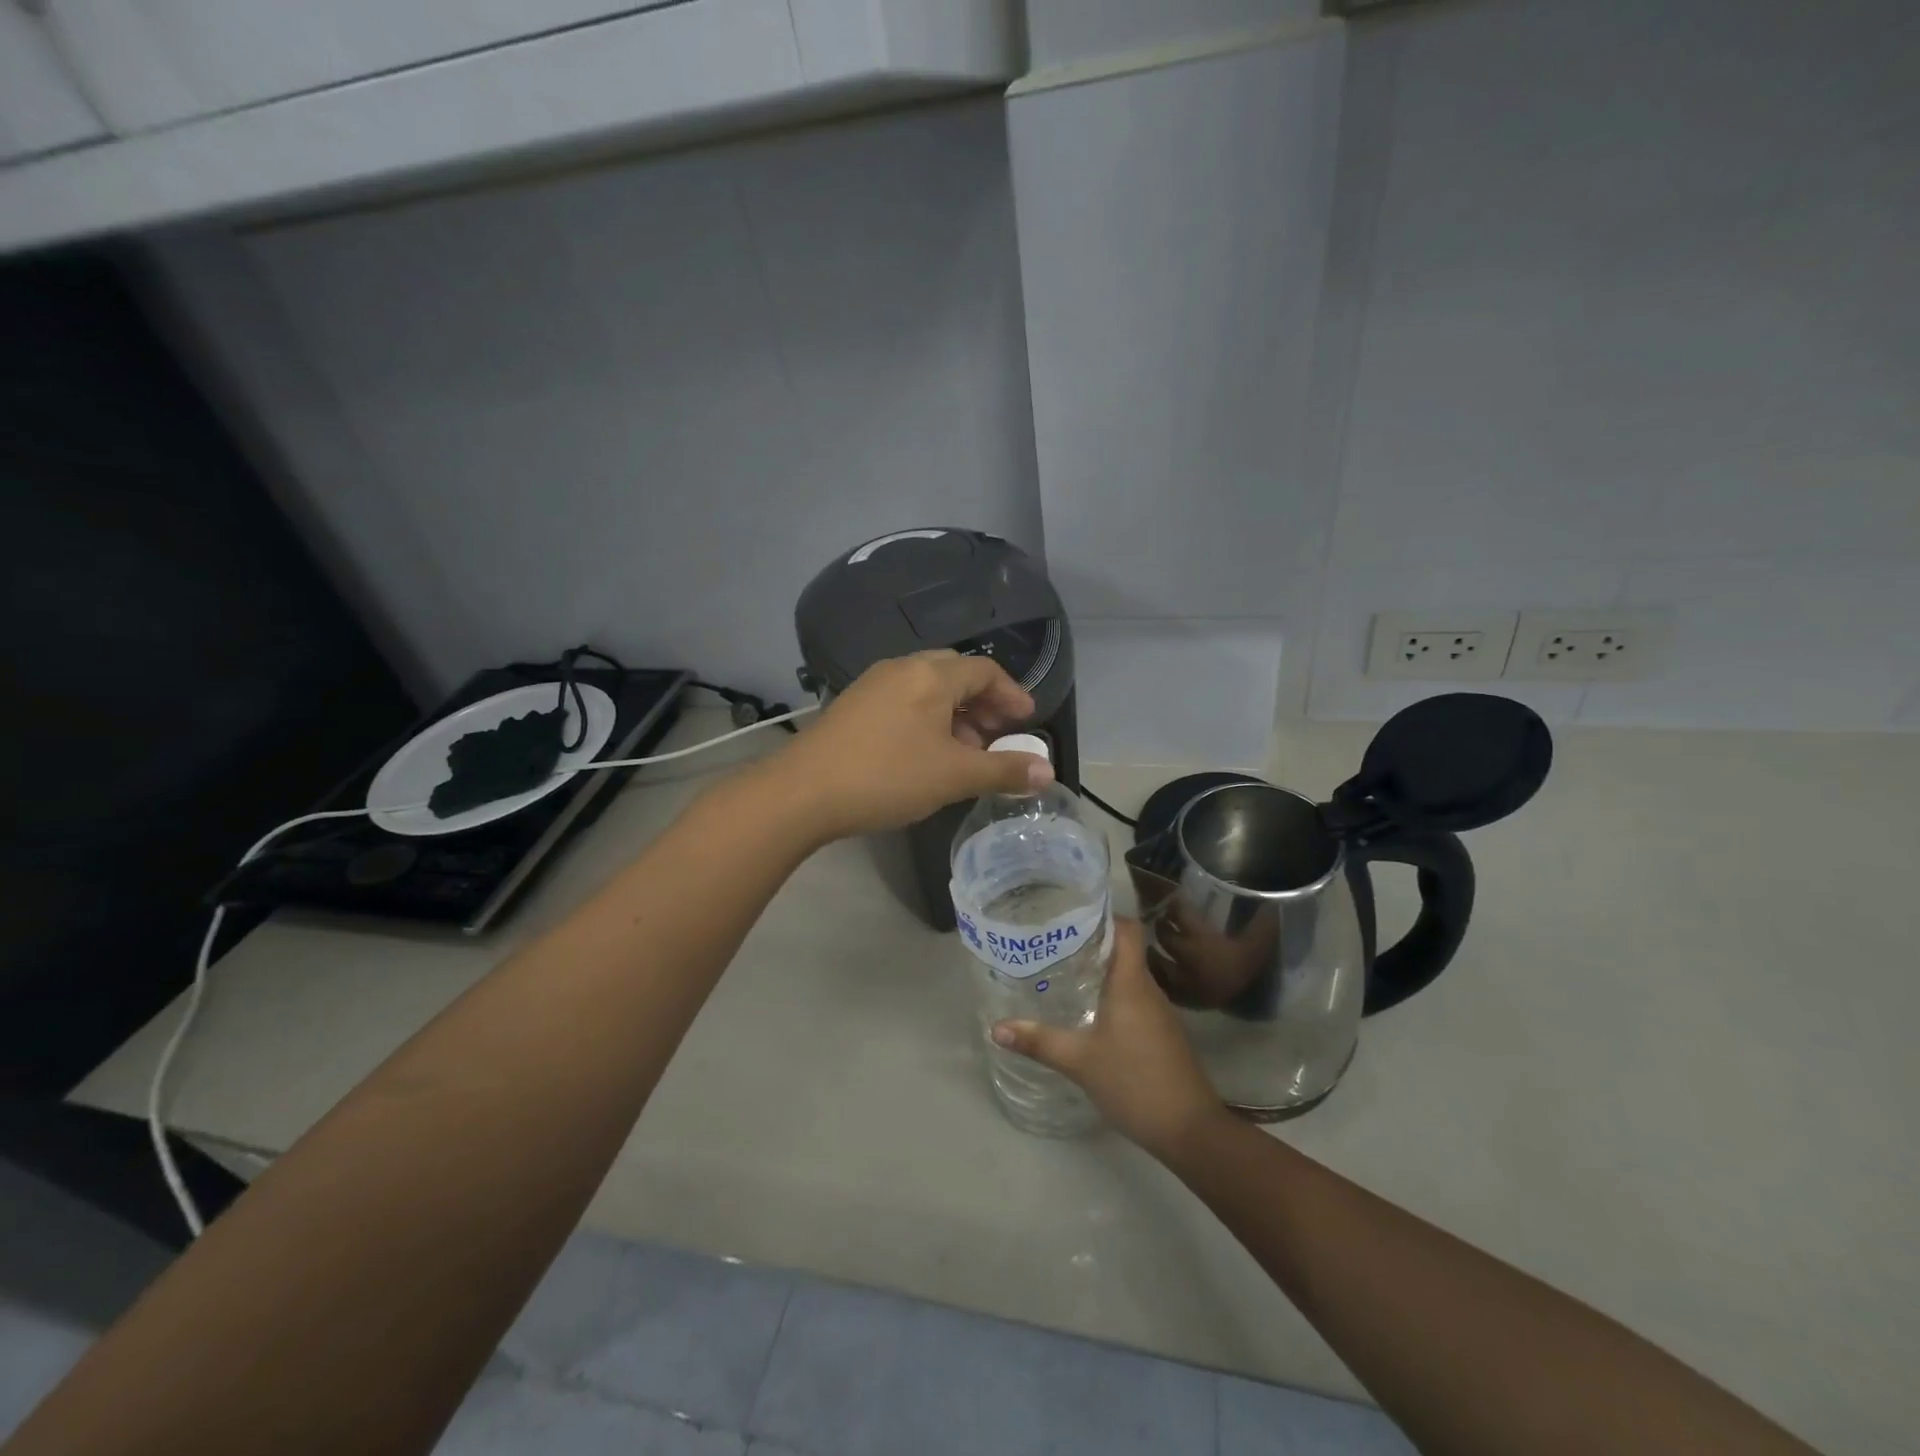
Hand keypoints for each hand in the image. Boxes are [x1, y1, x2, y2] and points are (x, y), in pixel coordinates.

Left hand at [765, 651, 1052, 842]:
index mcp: (931, 674)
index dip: (1012, 695)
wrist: (802, 792)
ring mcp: (872, 685)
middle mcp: (902, 668)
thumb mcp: (954, 776)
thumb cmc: (887, 776)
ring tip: (965, 752)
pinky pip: (903, 702)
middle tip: (998, 736)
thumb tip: (1048, 772)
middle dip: (983, 704)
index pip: (985, 671)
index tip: (1027, 722)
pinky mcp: (852, 706)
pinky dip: (926, 720)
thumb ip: (1004, 771)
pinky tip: (925, 755)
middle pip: (955, 675)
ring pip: (927, 689)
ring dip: (954, 715)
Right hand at [991, 919, 1229, 1161]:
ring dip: (1101, 969)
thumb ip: (1039, 1041)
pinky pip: (1135, 999)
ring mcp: (1159, 1013)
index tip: (1071, 912)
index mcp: (1132, 982)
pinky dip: (1112, 995)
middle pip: (1124, 950)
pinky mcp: (1162, 1034)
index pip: (1127, 929)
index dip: (1103, 914)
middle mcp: (1149, 989)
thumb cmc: (1135, 1082)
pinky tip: (1089, 1009)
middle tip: (1054, 940)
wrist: (1191, 1130)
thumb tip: (996, 1027)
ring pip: (1129, 976)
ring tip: (1064, 969)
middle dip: (1091, 942)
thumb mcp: (1080, 1061)